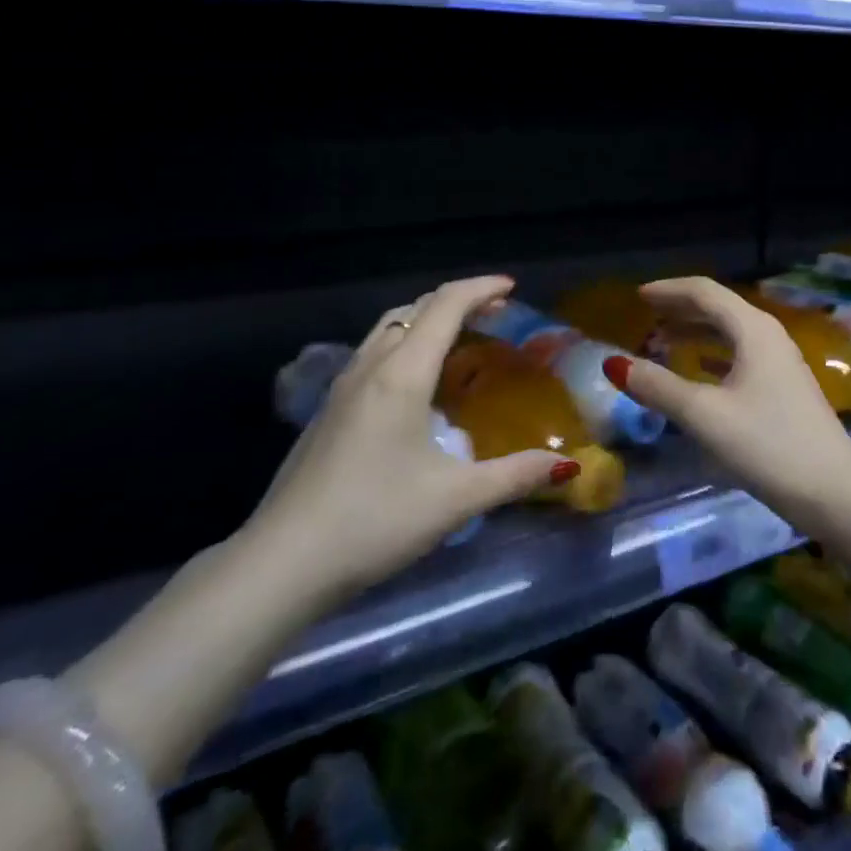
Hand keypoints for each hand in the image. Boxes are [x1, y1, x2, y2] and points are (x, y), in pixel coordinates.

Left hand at [252, 276, 568, 600]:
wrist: (282, 562)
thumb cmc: (374, 521)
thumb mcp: (454, 500)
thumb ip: (514, 476)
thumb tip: (567, 464)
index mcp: (402, 374)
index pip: (445, 306)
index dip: (480, 288)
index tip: (512, 288)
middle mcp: (370, 366)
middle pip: (415, 309)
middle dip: (457, 300)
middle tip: (494, 313)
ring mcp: (342, 387)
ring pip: (388, 328)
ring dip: (426, 319)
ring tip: (458, 338)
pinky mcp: (327, 410)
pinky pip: (372, 352)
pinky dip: (404, 343)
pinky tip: (414, 383)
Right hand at [604, 277, 850, 536]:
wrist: (837, 495)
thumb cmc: (768, 445)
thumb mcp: (704, 415)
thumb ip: (658, 387)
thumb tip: (614, 364)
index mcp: (753, 330)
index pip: (705, 291)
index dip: (669, 290)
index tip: (637, 296)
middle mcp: (769, 336)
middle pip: (719, 308)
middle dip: (681, 308)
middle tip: (646, 314)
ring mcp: (781, 363)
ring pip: (731, 333)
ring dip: (697, 332)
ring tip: (664, 340)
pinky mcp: (785, 389)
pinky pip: (740, 356)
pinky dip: (713, 355)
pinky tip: (700, 371)